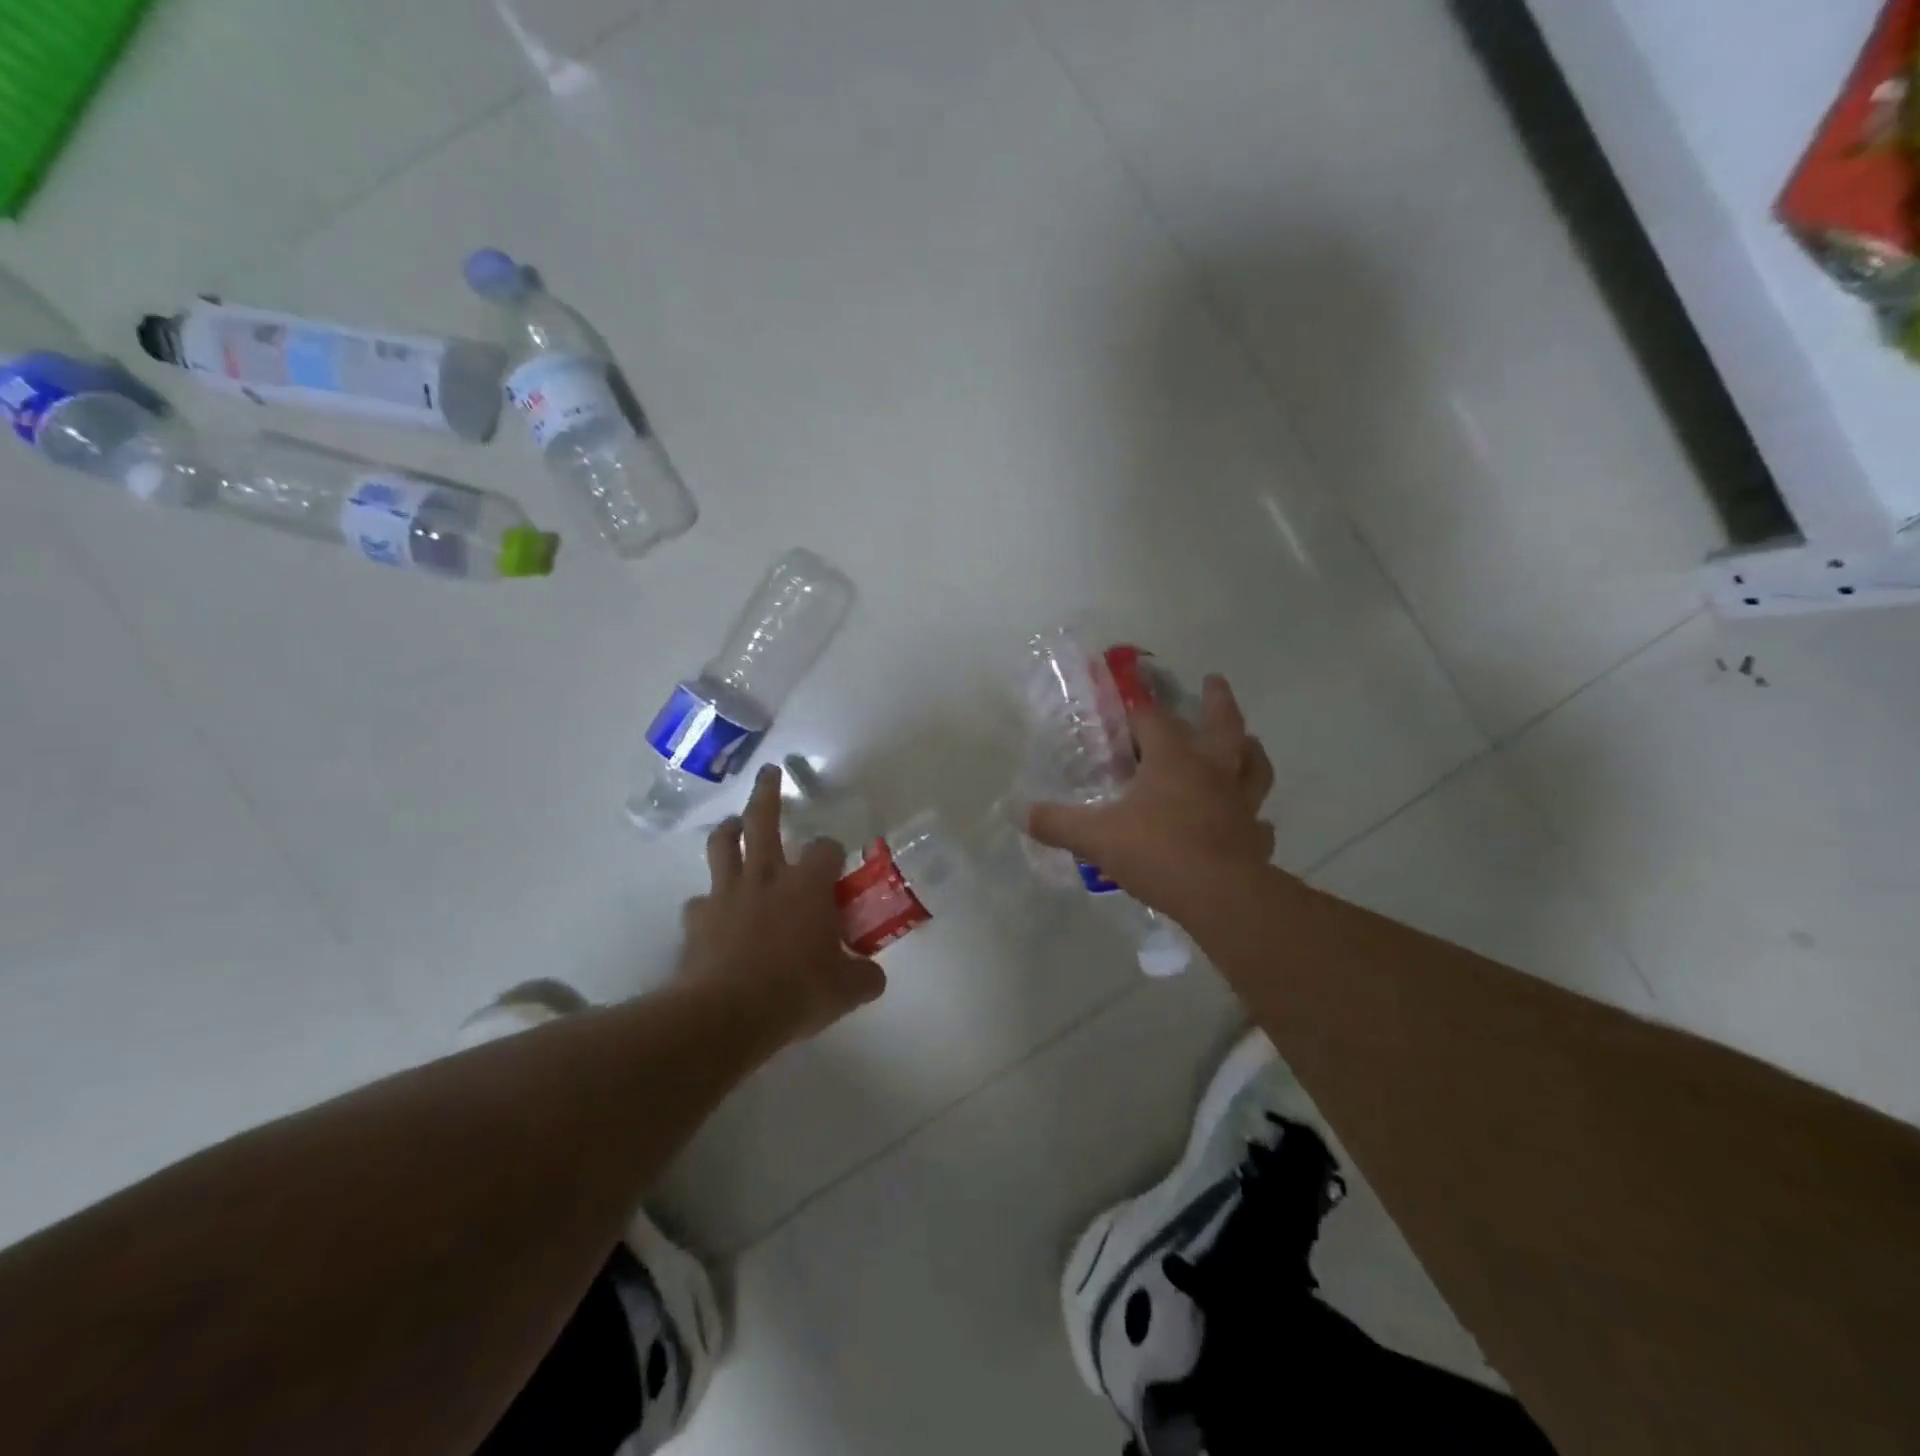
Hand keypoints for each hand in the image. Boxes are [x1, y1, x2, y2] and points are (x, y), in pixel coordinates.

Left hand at [679, 764, 886, 1044]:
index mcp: (807, 886)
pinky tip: (714, 911)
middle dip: (768, 792)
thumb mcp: (846, 990)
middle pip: (764, 820)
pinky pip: (701, 900)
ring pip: (723, 845)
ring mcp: (727, 894)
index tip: (836, 861)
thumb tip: (875, 977)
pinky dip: (709, 900)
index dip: (833, 851)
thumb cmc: (796, 992)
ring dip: (729, 829)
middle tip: (769, 772)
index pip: (826, 849)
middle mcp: (767, 877)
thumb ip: (864, 977)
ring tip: (734, 824)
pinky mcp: (697, 919)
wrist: (726, 1015)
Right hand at [1026, 674, 1276, 914]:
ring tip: (1249, 742)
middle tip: (1213, 680)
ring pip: (1254, 765)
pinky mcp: (1254, 837)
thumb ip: (1056, 822)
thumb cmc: (1157, 852)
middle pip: (1223, 724)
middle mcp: (1212, 771)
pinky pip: (1259, 823)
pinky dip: (1255, 819)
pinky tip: (1251, 823)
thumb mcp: (1096, 836)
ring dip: (1250, 750)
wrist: (1218, 895)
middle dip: (1217, 700)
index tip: (1127, 693)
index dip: (1137, 705)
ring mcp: (1240, 803)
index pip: (1152, 718)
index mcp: (1173, 760)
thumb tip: (1017, 811)